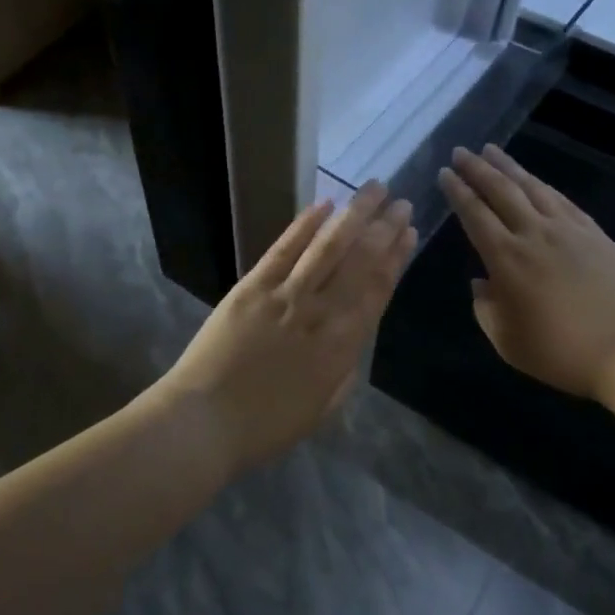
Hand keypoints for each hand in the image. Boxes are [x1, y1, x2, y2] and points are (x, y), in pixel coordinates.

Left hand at [160, 182, 415, 471]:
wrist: (204, 422)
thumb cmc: (266, 426)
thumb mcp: (322, 408)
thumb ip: (344, 368)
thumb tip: (355, 334)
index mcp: (342, 346)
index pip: (377, 290)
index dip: (396, 258)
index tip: (410, 232)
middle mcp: (321, 313)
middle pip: (360, 262)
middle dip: (384, 228)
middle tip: (400, 201)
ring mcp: (285, 296)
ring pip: (329, 247)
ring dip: (354, 215)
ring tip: (374, 189)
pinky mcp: (252, 287)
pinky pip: (284, 249)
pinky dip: (305, 225)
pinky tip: (324, 204)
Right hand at [438, 144, 614, 402]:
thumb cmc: (562, 352)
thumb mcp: (508, 341)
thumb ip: (486, 309)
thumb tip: (481, 282)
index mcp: (507, 259)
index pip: (475, 214)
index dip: (458, 191)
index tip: (444, 173)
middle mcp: (534, 234)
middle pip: (501, 191)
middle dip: (477, 168)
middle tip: (460, 151)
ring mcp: (567, 230)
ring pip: (532, 188)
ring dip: (509, 167)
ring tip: (492, 150)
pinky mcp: (594, 233)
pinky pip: (561, 199)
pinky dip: (542, 185)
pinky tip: (535, 181)